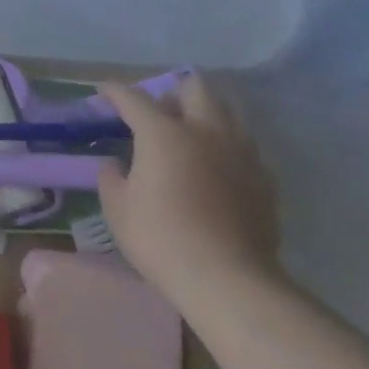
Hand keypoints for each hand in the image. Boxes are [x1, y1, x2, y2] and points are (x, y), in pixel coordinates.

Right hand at [97, 75, 281, 309]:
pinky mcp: (264, 179)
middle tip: (159, 113)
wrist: (229, 281)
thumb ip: (111, 177)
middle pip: (194, 87)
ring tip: (192, 136)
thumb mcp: (117, 209)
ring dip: (206, 114)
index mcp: (163, 133)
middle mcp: (205, 131)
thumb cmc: (162, 239)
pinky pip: (245, 147)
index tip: (104, 92)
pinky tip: (217, 170)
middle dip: (173, 92)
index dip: (114, 91)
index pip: (133, 97)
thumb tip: (116, 165)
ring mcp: (240, 153)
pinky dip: (227, 147)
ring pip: (227, 111)